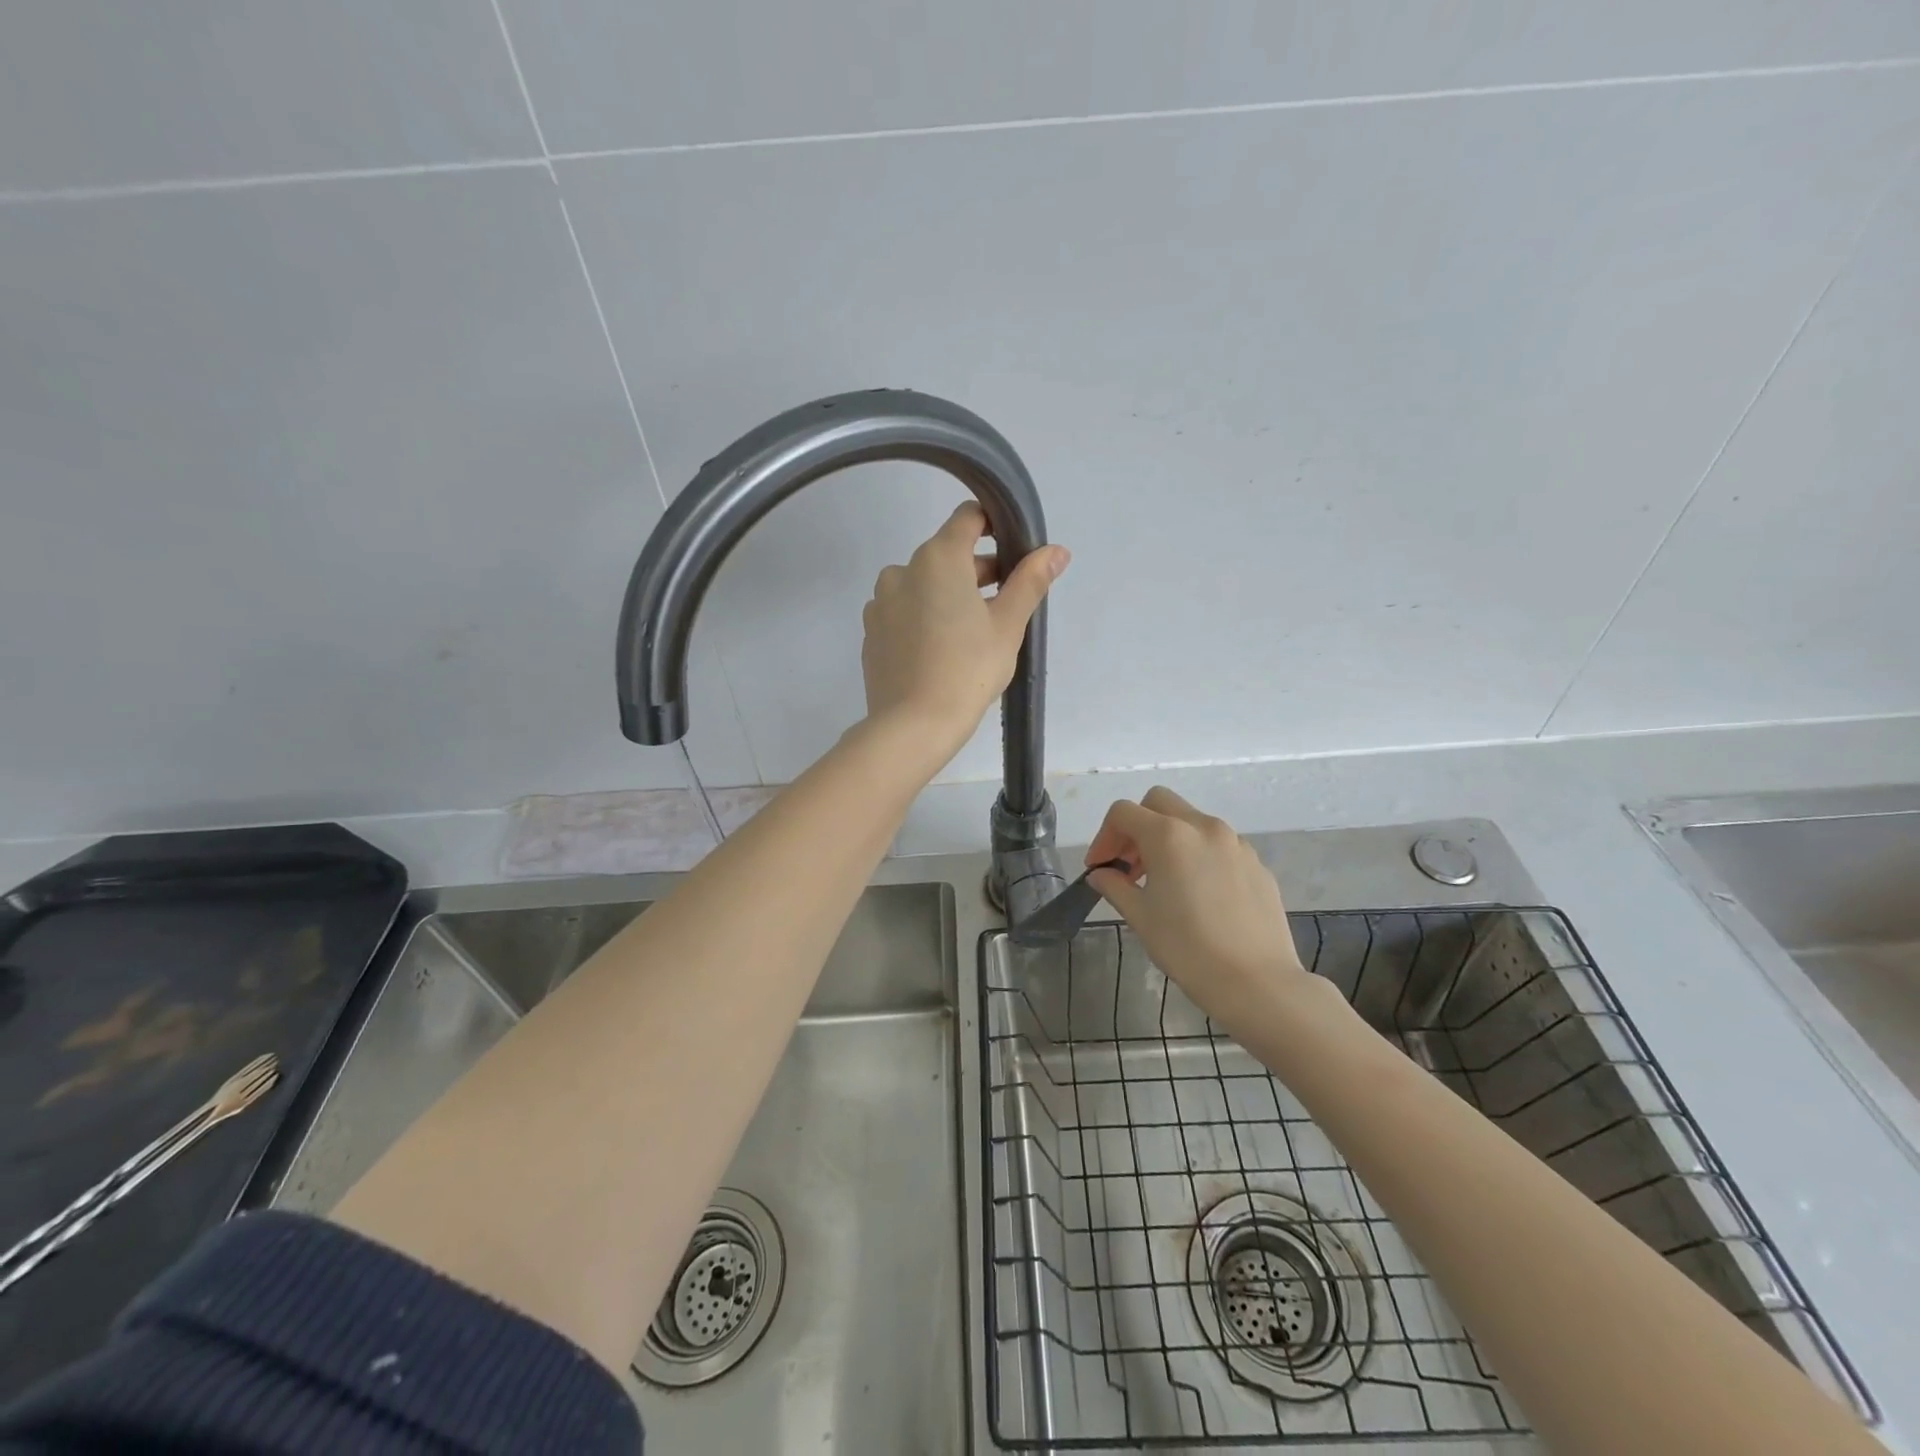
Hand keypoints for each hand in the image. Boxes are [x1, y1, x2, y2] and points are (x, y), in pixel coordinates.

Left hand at [861, 502, 1067, 758]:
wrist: (913, 725)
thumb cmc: (968, 670)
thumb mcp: (1008, 625)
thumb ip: (1030, 581)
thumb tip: (1056, 551)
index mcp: (938, 558)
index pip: (968, 517)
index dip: (994, 525)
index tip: (1013, 551)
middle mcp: (902, 570)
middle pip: (946, 553)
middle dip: (976, 570)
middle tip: (1004, 603)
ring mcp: (880, 602)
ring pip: (922, 584)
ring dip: (948, 594)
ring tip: (972, 633)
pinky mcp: (870, 632)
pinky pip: (902, 612)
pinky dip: (923, 618)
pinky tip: (940, 651)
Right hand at [1085, 787, 1310, 1040]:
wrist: (1257, 982)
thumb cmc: (1188, 948)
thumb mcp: (1140, 917)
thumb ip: (1115, 886)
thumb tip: (1101, 874)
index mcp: (1169, 835)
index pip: (1123, 813)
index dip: (1104, 836)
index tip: (1100, 867)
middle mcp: (1203, 827)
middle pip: (1159, 803)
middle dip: (1137, 826)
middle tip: (1129, 864)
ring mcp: (1235, 843)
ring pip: (1191, 821)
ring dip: (1168, 838)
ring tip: (1162, 881)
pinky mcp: (1256, 863)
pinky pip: (1218, 845)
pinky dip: (1197, 854)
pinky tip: (1197, 894)